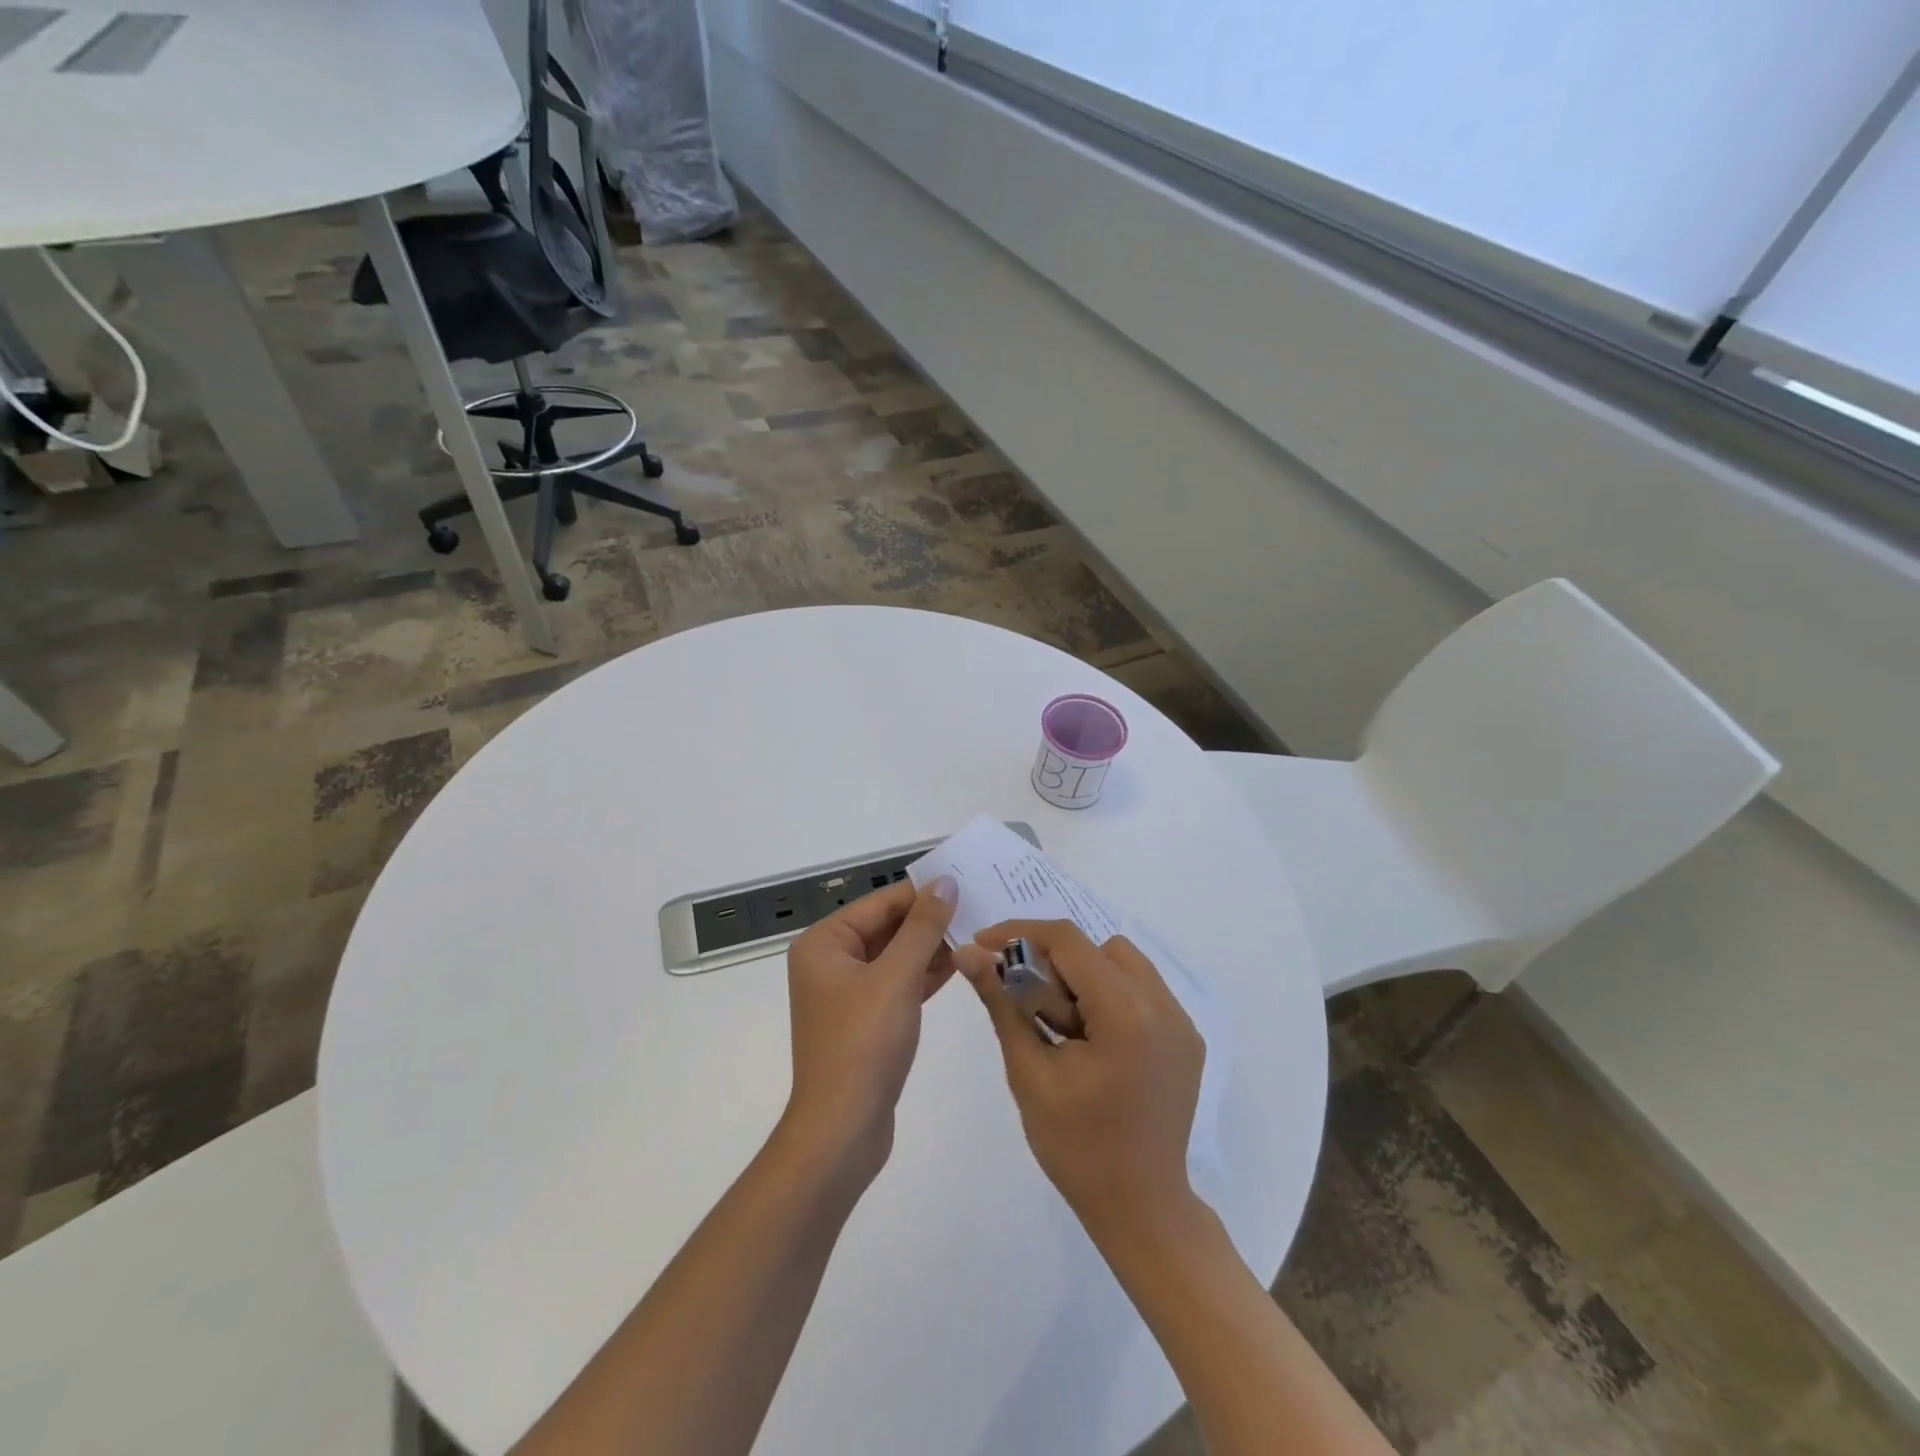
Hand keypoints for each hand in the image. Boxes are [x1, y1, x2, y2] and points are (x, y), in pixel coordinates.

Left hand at [780, 876, 958, 1185]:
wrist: (842, 1130)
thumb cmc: (864, 1044)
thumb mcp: (897, 977)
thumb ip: (923, 927)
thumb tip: (945, 882)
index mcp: (824, 943)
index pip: (880, 903)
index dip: (923, 892)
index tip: (967, 883)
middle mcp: (830, 962)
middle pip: (887, 927)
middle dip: (930, 921)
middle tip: (979, 907)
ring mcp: (847, 993)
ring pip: (895, 956)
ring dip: (932, 947)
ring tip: (978, 933)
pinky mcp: (865, 1020)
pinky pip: (898, 984)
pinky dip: (925, 975)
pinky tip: (961, 965)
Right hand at [956, 920, 1204, 1244]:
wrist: (1141, 1209)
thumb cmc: (1076, 1148)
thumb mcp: (1029, 1073)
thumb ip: (1001, 1003)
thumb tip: (968, 953)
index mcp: (1127, 1015)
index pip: (1069, 942)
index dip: (1021, 933)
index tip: (985, 945)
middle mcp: (1164, 1006)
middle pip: (1098, 948)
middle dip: (1054, 962)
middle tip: (1027, 1001)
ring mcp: (1182, 1021)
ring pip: (1123, 962)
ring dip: (1084, 976)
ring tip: (1062, 1024)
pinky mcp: (1187, 1038)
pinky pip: (1143, 989)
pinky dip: (1110, 995)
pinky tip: (1091, 1037)